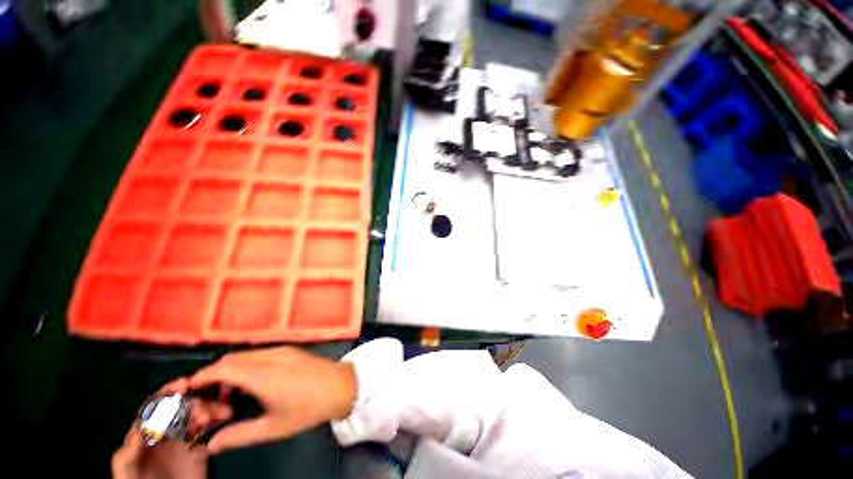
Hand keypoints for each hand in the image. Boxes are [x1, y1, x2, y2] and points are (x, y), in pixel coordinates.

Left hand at [111, 379, 231, 478]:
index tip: (185, 383)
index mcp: (144, 436)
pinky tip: (224, 422)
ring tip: (223, 414)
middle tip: (208, 409)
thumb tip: (140, 428)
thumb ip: (127, 453)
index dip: (168, 393)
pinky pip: (210, 431)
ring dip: (211, 409)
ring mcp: (183, 442)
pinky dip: (219, 422)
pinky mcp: (199, 451)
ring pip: (199, 415)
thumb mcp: (127, 473)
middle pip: (181, 407)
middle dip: (197, 402)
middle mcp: (164, 434)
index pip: (155, 406)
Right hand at [188, 347, 356, 453]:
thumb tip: (210, 444)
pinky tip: (251, 384)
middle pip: (232, 359)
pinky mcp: (291, 350)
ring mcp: (282, 350)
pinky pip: (260, 354)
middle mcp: (270, 356)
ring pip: (246, 355)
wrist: (342, 385)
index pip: (222, 369)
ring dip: (231, 371)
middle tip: (209, 399)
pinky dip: (247, 366)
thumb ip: (238, 435)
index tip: (188, 391)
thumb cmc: (308, 408)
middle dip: (214, 375)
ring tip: (229, 396)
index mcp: (262, 374)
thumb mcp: (273, 428)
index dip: (201, 378)